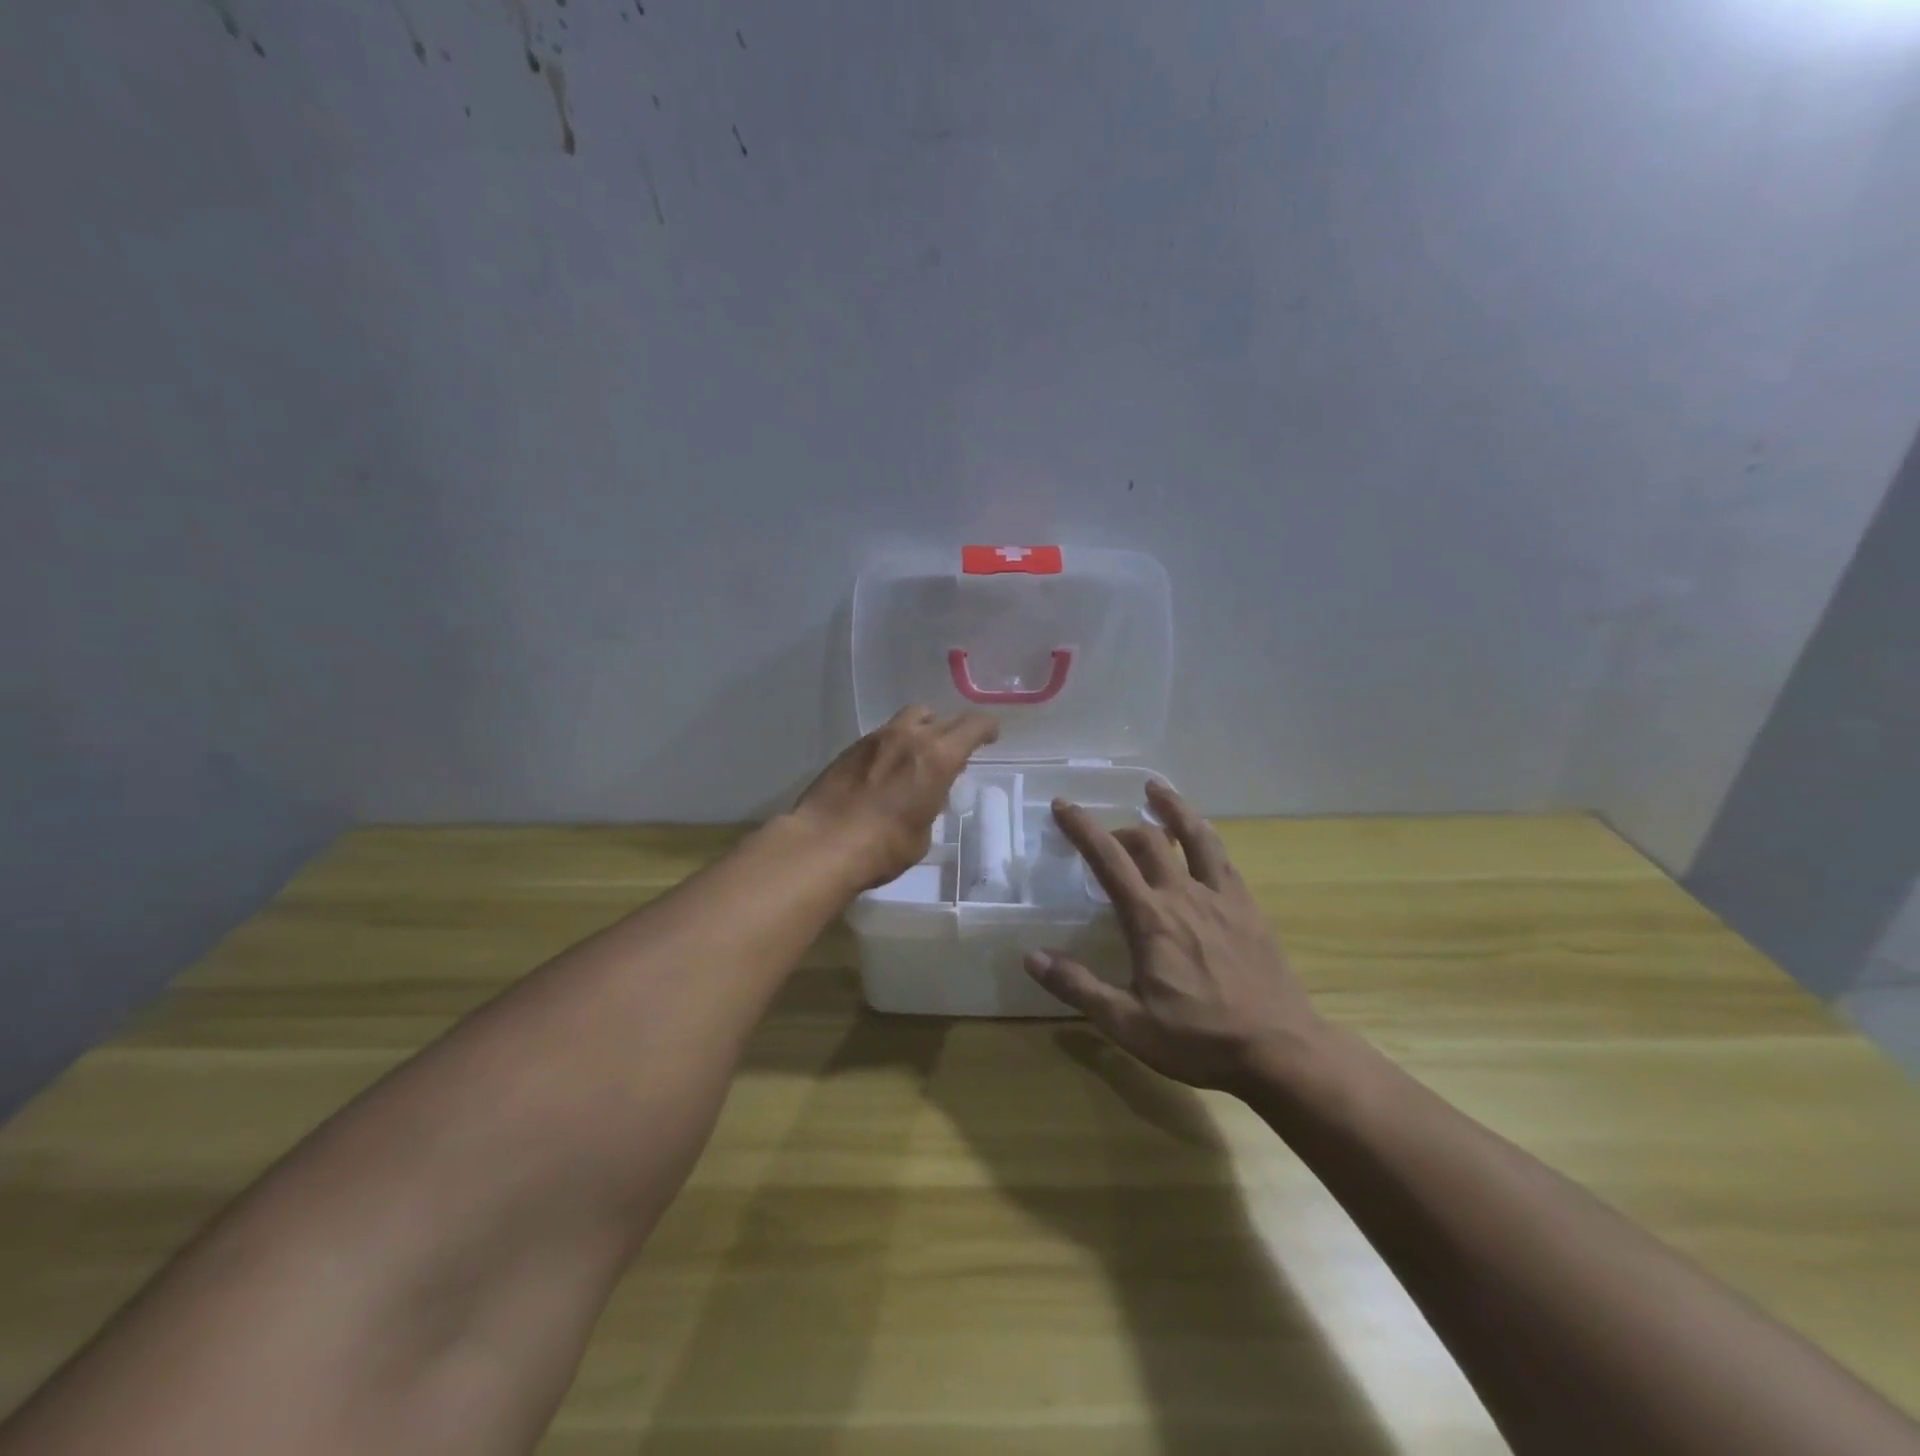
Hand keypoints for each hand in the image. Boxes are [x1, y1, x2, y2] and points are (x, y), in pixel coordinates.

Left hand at [791, 705, 998, 889]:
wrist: (823, 844)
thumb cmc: (884, 847)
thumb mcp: (922, 833)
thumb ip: (930, 804)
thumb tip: (925, 796)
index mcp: (936, 757)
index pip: (973, 725)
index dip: (986, 728)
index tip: (990, 737)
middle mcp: (909, 737)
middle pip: (940, 716)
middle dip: (953, 730)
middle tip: (955, 749)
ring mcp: (876, 739)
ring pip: (908, 718)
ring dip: (921, 730)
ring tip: (918, 755)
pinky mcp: (850, 748)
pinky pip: (882, 735)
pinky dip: (893, 744)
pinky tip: (887, 770)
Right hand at [1025, 781, 1325, 1092]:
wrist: (1280, 1050)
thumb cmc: (1199, 1040)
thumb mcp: (1128, 1024)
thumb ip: (1078, 987)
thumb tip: (1032, 956)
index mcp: (1150, 919)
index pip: (1108, 859)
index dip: (1082, 828)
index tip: (1062, 805)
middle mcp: (1184, 895)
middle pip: (1149, 840)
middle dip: (1119, 827)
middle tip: (1105, 836)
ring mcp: (1221, 897)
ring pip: (1194, 835)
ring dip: (1172, 808)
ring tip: (1156, 788)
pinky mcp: (1248, 908)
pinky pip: (1224, 858)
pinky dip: (1206, 837)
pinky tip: (1203, 837)